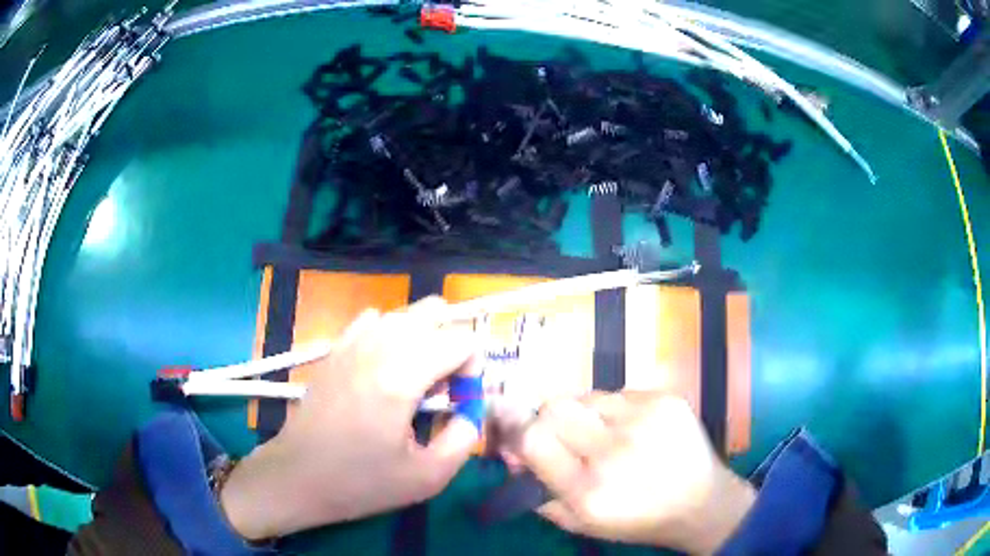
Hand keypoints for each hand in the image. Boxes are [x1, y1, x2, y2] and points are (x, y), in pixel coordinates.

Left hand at [220, 298, 480, 539]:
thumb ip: (464, 437)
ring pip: (405, 313)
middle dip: (452, 345)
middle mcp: (377, 346)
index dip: (474, 368)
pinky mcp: (335, 348)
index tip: (461, 401)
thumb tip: (470, 409)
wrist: (298, 476)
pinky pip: (375, 320)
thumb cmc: (361, 482)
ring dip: (424, 339)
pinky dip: (393, 335)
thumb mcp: (428, 477)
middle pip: (434, 312)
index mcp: (401, 377)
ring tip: (416, 381)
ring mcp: (351, 342)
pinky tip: (386, 369)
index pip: (461, 340)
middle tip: (444, 388)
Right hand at [508, 392, 754, 554]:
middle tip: (564, 435)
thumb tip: (513, 456)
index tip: (524, 440)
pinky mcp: (666, 400)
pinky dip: (615, 411)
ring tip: (604, 435)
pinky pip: (619, 394)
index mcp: (589, 490)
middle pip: (555, 406)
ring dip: (585, 415)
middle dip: (549, 419)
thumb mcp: (580, 524)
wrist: (701, 503)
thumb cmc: (637, 520)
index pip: (533, 438)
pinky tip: (633, 431)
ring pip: (586, 396)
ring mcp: (644, 420)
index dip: (521, 434)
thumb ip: (539, 493)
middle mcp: (615, 451)